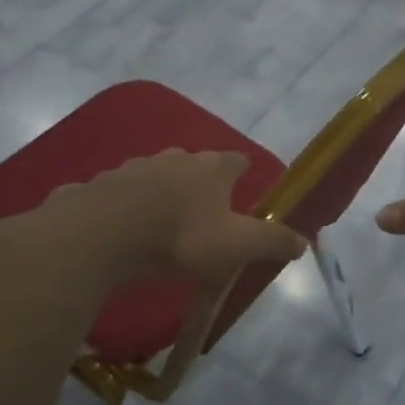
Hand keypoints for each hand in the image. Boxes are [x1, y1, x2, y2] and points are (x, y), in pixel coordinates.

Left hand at [66, 150, 306, 286]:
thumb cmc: (181, 236)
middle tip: (205, 213)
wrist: (104, 233)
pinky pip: (119, 194)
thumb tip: (304, 241)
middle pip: (195, 165)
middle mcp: (174, 158)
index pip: (237, 160)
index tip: (247, 186)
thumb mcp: (236, 246)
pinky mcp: (100, 184)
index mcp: (211, 168)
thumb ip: (271, 242)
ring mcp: (134, 167)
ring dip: (162, 194)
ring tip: (163, 225)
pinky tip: (122, 230)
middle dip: (202, 184)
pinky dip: (125, 207)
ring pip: (155, 177)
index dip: (244, 172)